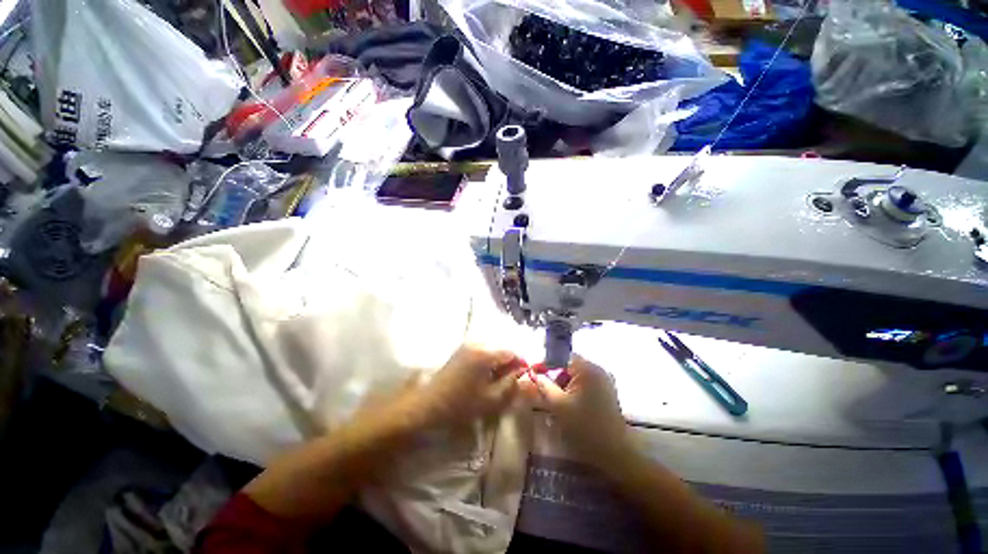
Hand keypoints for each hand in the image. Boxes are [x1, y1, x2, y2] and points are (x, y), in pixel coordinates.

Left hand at [410, 345, 527, 429]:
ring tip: (498, 382)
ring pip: (492, 351)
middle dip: (510, 364)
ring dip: (499, 364)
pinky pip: (482, 352)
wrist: (429, 405)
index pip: (512, 352)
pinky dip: (488, 362)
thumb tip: (528, 377)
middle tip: (511, 383)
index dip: (521, 364)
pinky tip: (485, 378)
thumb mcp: (491, 399)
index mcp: (485, 354)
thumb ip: (512, 386)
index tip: (525, 378)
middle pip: (502, 349)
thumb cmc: (461, 404)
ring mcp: (467, 346)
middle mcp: (476, 344)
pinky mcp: (461, 351)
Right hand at [521, 355, 631, 466]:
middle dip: (555, 376)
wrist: (615, 451)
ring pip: (577, 375)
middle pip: (569, 365)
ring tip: (556, 400)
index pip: (562, 356)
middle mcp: (597, 369)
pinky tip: (569, 404)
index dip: (546, 363)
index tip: (534, 373)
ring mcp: (604, 380)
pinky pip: (585, 383)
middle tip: (544, 389)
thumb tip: (533, 374)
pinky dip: (574, 390)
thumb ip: (543, 386)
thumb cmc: (585, 426)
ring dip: (564, 384)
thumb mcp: (558, 405)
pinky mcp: (606, 391)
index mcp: (587, 369)